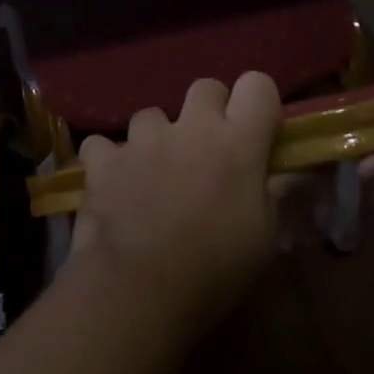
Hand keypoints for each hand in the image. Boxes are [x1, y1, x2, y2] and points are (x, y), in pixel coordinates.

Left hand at [71, 72, 284, 341]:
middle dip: (208, 111)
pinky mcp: (103, 158)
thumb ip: (269, 192)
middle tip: (206, 150)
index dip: (257, 102)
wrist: (139, 289)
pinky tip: (113, 186)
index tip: (255, 130)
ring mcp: (142, 139)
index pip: (257, 85)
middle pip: (205, 88)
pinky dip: (109, 161)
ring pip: (152, 115)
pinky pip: (104, 144)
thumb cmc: (215, 270)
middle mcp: (190, 128)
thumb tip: (270, 173)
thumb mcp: (265, 238)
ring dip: (156, 138)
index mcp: (237, 143)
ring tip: (153, 175)